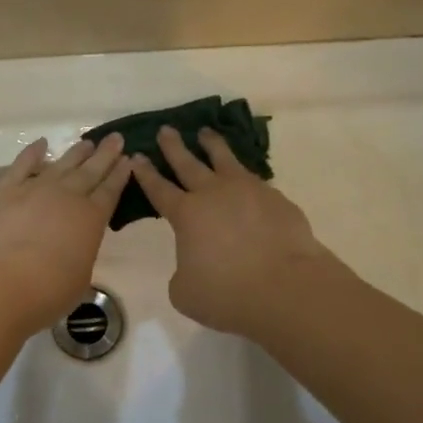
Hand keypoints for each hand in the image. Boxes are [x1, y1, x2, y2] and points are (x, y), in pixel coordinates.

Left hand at [0, 135, 130, 336]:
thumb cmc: (46, 292)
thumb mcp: (79, 278)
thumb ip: (81, 254)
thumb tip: (74, 247)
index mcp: (91, 219)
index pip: (110, 191)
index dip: (120, 175)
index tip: (128, 160)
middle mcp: (67, 196)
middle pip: (90, 171)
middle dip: (105, 155)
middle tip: (115, 138)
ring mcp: (35, 189)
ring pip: (61, 164)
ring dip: (76, 152)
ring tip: (88, 142)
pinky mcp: (5, 190)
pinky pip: (22, 165)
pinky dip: (32, 153)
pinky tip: (41, 144)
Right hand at [131, 125, 338, 338]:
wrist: (285, 287)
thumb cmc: (227, 293)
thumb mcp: (186, 292)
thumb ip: (183, 272)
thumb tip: (194, 263)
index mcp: (186, 214)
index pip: (159, 189)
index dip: (146, 173)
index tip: (137, 156)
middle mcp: (214, 193)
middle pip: (188, 163)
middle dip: (174, 146)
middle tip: (166, 130)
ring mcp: (248, 191)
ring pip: (225, 159)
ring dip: (212, 144)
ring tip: (206, 133)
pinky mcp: (276, 198)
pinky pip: (255, 180)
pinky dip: (245, 175)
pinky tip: (246, 178)